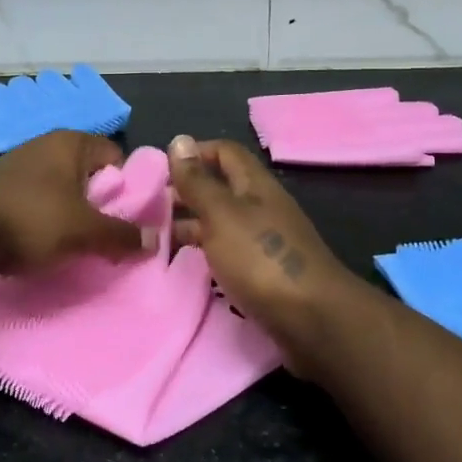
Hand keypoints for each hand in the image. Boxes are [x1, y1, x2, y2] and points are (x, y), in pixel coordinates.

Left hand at [0, 131, 145, 276]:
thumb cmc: (33, 219)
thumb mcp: (85, 231)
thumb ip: (122, 235)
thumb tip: (154, 241)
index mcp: (70, 141)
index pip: (115, 156)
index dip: (127, 186)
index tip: (130, 217)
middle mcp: (45, 144)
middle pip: (89, 173)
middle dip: (100, 203)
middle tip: (107, 234)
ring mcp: (19, 164)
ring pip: (62, 188)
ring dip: (72, 213)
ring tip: (78, 243)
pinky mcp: (0, 187)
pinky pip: (37, 200)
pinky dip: (46, 218)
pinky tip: (46, 242)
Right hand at [166, 136, 360, 364]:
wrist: (313, 321)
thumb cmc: (262, 258)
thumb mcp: (222, 214)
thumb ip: (198, 181)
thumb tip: (179, 140)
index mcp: (255, 185)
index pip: (224, 152)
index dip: (193, 154)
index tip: (159, 170)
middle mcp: (261, 208)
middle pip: (220, 188)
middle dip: (185, 193)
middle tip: (148, 207)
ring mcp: (263, 242)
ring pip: (220, 223)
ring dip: (190, 226)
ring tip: (154, 238)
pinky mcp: (262, 274)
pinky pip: (226, 254)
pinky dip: (203, 255)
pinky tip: (182, 266)